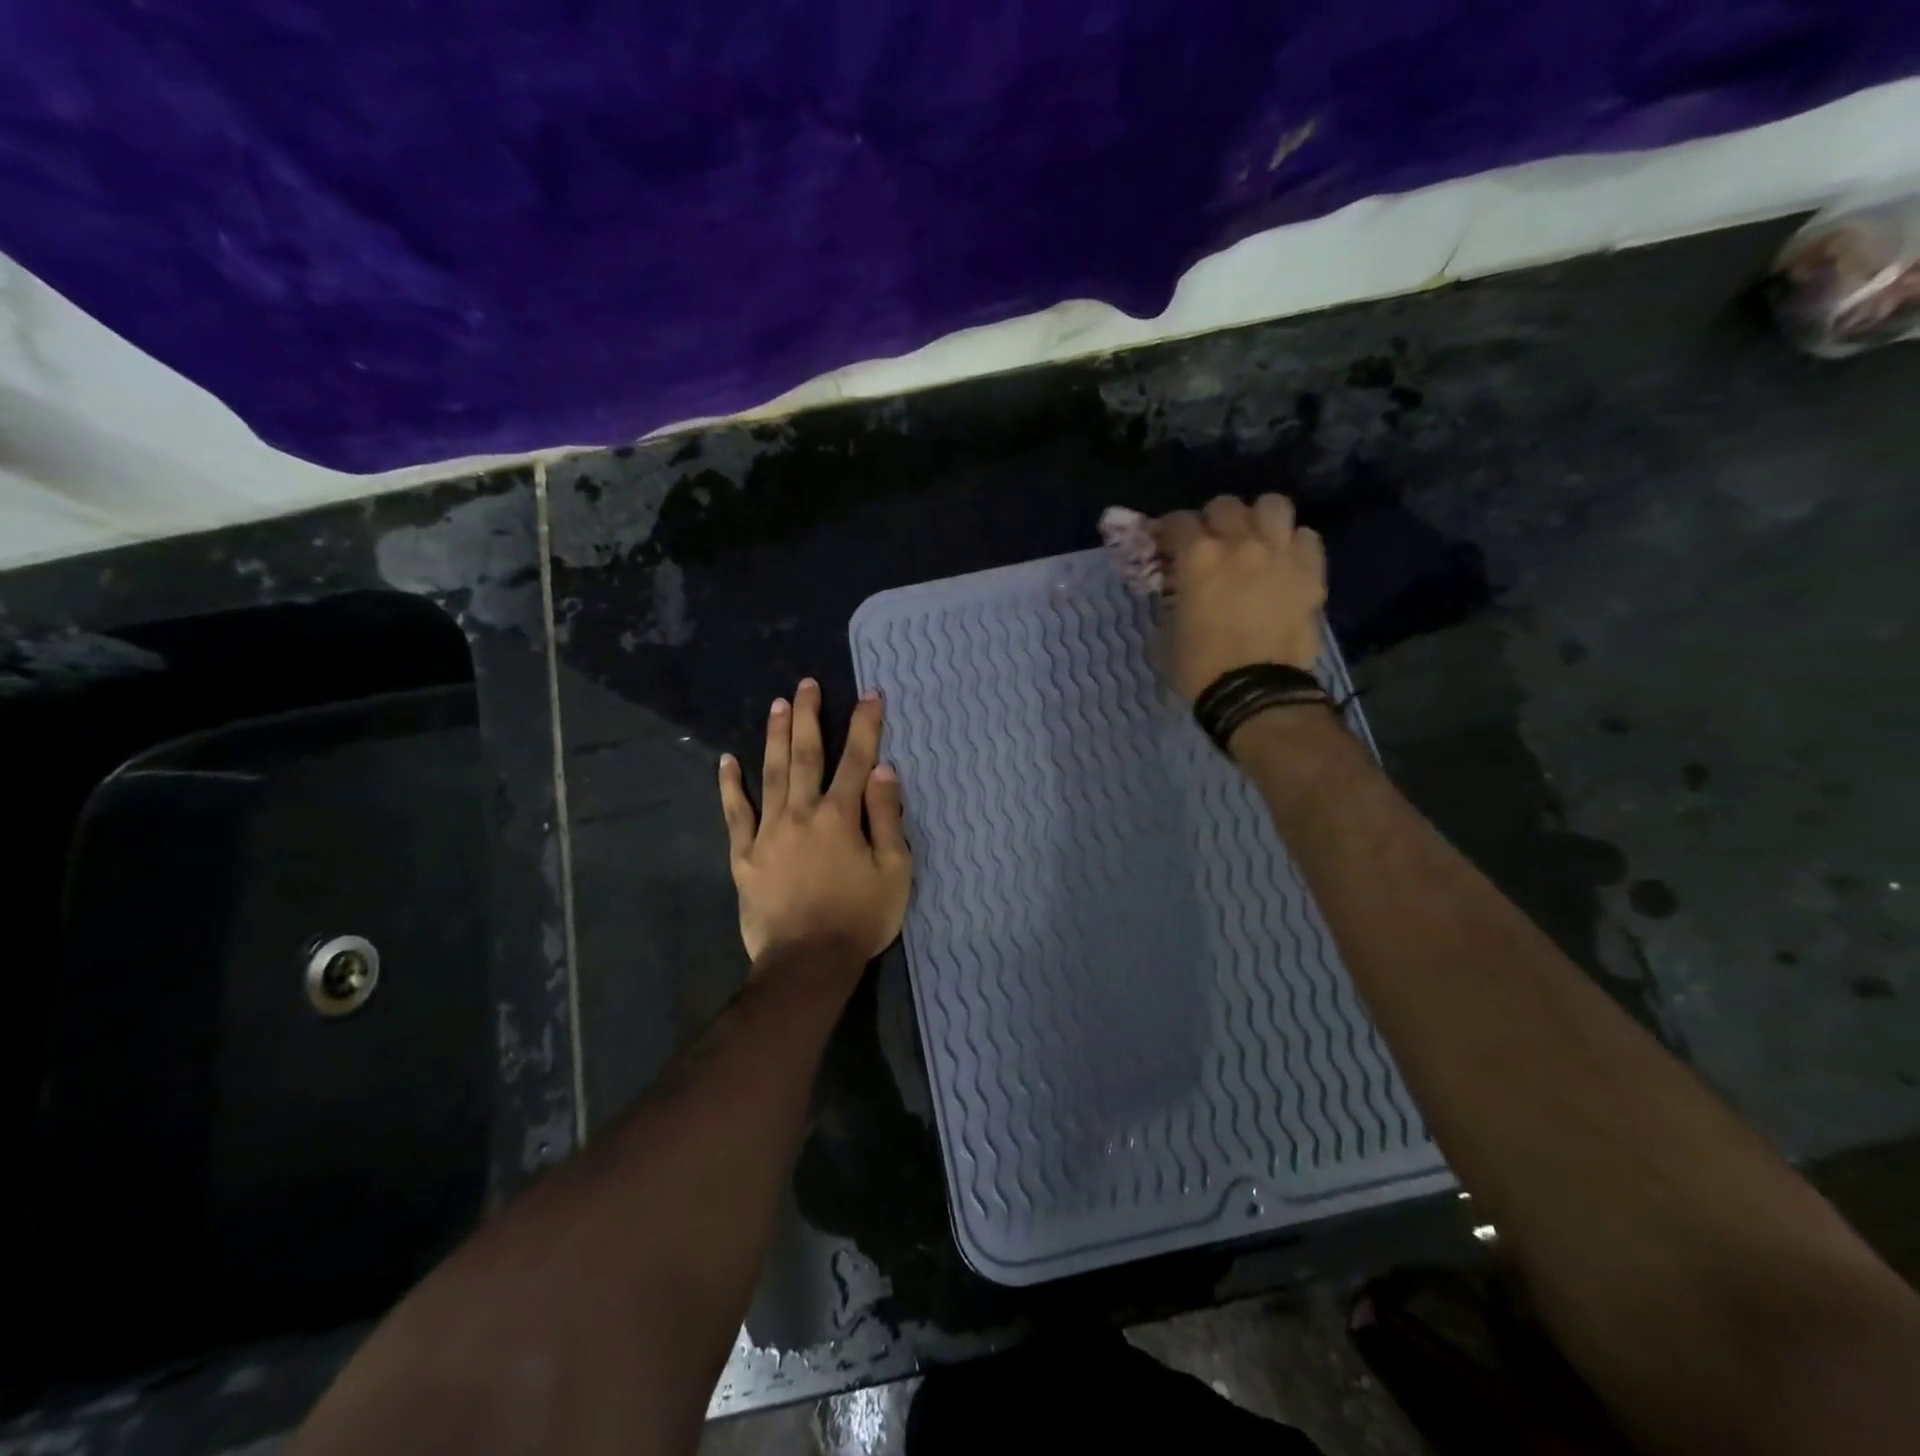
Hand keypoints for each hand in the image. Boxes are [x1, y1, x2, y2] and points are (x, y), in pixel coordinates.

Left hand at [717, 678, 911, 966]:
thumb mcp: (894, 871)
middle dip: (808, 717)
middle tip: (806, 684)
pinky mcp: (744, 856)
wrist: (807, 963)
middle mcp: (802, 813)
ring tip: (777, 704)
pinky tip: (727, 761)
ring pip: (769, 774)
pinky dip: (730, 786)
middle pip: (805, 755)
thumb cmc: (859, 918)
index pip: (857, 760)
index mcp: (841, 817)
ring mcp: (768, 833)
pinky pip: (735, 815)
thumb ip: (886, 818)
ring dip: (773, 737)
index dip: (865, 725)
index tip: (869, 694)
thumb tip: (882, 771)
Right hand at [1154, 494, 1326, 703]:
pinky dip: (1291, 543)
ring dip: (1258, 518)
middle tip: (1209, 542)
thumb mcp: (1166, 635)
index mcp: (1198, 558)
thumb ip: (1170, 602)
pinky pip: (1305, 537)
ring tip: (1253, 539)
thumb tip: (1176, 593)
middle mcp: (1241, 543)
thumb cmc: (1200, 669)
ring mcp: (1281, 554)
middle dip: (1212, 520)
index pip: (1178, 522)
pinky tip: (1283, 561)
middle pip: (1225, 505)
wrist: (1256, 694)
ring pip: (1273, 505)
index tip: (1164, 543)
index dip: (1167, 530)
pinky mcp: (1311, 572)